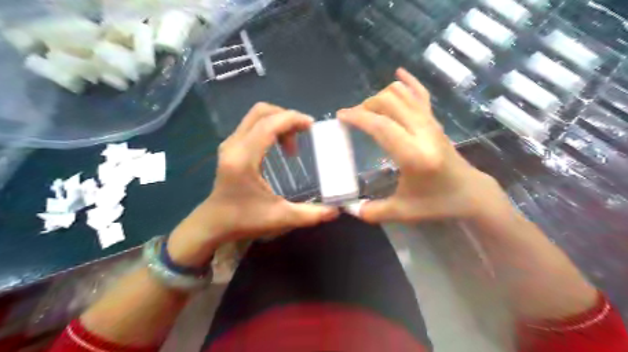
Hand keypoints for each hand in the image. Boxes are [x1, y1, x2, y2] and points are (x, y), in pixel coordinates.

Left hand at [167, 103, 337, 264]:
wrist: (213, 224)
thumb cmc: (244, 220)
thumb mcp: (280, 218)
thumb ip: (310, 214)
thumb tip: (337, 210)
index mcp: (244, 158)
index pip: (269, 124)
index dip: (292, 119)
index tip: (312, 126)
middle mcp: (234, 145)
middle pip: (261, 112)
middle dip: (286, 118)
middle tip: (303, 134)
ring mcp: (230, 144)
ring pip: (256, 117)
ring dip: (278, 123)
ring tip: (292, 147)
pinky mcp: (230, 147)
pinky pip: (252, 126)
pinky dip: (270, 128)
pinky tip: (279, 147)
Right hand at [339, 67, 503, 222]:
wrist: (471, 193)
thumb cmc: (437, 203)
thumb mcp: (402, 212)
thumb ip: (372, 211)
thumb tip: (348, 208)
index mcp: (413, 154)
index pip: (380, 126)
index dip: (357, 117)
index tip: (341, 116)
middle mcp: (423, 132)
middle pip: (389, 102)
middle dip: (366, 105)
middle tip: (354, 118)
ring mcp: (431, 122)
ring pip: (403, 94)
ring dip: (381, 96)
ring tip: (369, 109)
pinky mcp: (436, 121)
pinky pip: (421, 94)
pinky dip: (409, 82)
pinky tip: (398, 74)